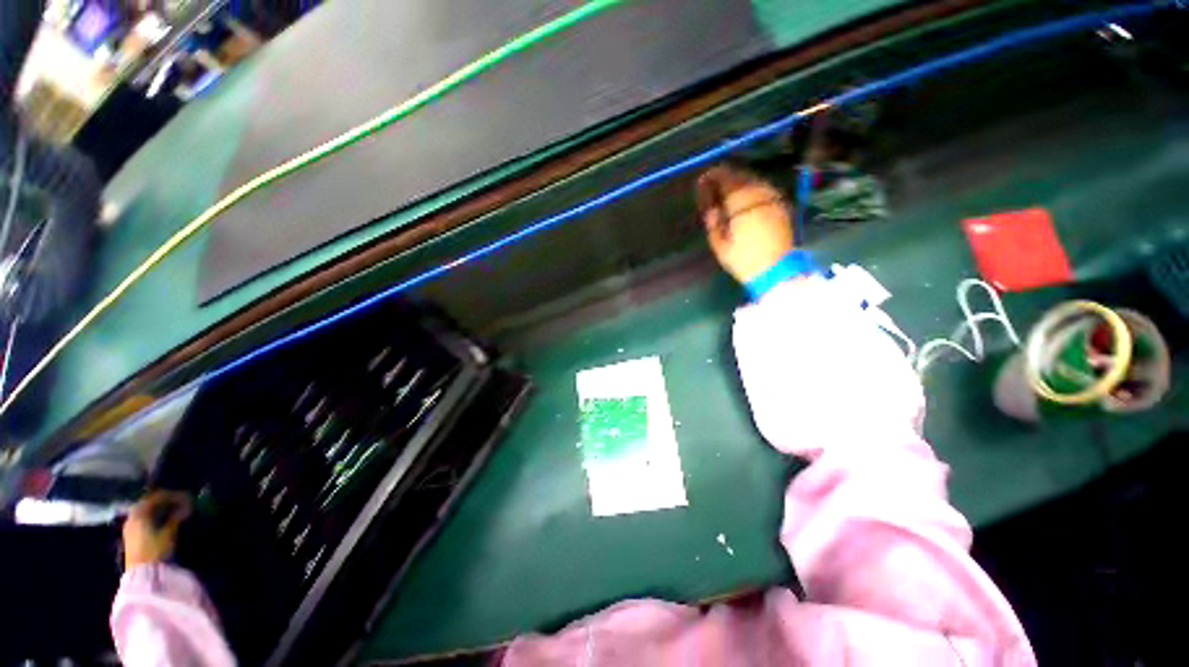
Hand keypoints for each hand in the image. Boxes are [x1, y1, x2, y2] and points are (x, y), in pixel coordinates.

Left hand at [122, 490, 190, 569]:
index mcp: (140, 512)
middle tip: (182, 503)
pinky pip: (144, 519)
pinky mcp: (132, 534)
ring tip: (175, 512)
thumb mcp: (169, 533)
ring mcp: (130, 526)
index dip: (174, 495)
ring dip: (161, 509)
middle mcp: (133, 516)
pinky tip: (164, 521)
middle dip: (166, 501)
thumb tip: (189, 505)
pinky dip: (155, 516)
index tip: (188, 497)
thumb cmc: (156, 550)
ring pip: (147, 511)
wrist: (142, 573)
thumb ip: (178, 517)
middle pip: (150, 502)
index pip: (158, 496)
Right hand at [696, 165, 795, 282]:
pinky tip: (745, 196)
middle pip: (740, 177)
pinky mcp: (781, 206)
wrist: (775, 269)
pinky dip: (752, 188)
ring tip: (727, 188)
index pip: (725, 180)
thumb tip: (710, 208)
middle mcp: (758, 195)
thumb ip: (713, 222)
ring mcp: (772, 199)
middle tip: (713, 183)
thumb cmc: (743, 259)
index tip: (703, 180)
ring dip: (739, 181)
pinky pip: (764, 189)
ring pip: (754, 180)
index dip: (713, 177)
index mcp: (741, 203)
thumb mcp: (719, 244)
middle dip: (726, 177)